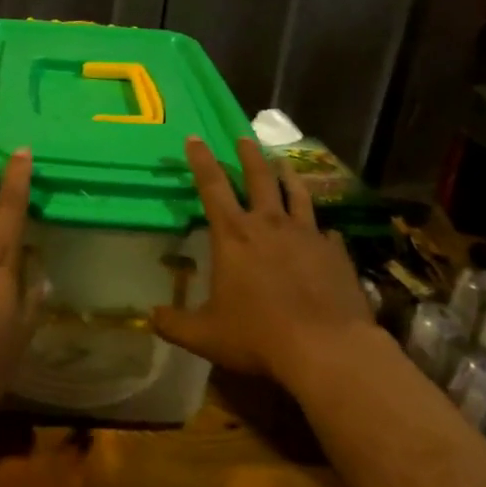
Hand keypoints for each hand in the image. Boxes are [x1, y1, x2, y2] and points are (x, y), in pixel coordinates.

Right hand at [152, 136, 386, 391]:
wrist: (326, 348)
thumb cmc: (258, 336)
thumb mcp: (205, 335)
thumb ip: (174, 323)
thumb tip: (149, 315)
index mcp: (234, 236)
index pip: (212, 187)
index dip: (201, 160)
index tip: (195, 138)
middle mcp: (270, 225)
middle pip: (258, 178)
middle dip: (248, 156)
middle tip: (243, 138)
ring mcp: (307, 236)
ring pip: (296, 194)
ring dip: (287, 175)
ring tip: (282, 162)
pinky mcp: (336, 253)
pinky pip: (326, 231)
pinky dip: (320, 227)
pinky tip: (323, 230)